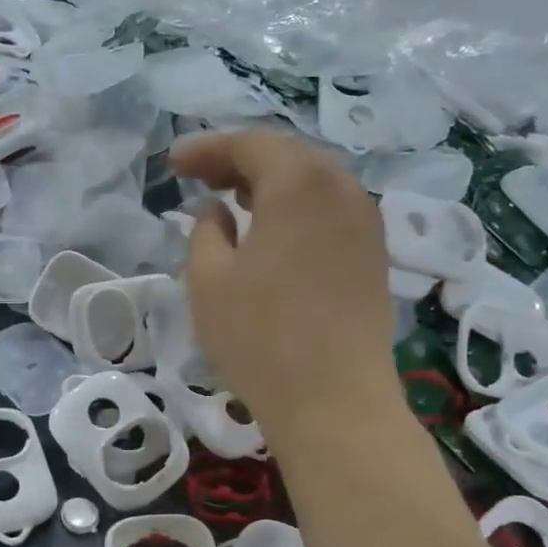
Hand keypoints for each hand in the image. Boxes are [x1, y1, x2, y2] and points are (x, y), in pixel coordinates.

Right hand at [171, 130, 403, 439]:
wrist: (334, 401)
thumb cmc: (260, 337)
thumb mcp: (208, 280)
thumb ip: (205, 231)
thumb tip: (217, 211)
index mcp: (299, 184)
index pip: (250, 145)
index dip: (207, 149)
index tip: (174, 163)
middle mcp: (342, 190)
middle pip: (288, 156)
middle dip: (240, 161)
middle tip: (200, 177)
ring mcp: (366, 223)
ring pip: (314, 183)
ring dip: (271, 184)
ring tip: (233, 200)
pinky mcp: (374, 256)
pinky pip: (330, 211)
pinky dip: (296, 208)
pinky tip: (273, 232)